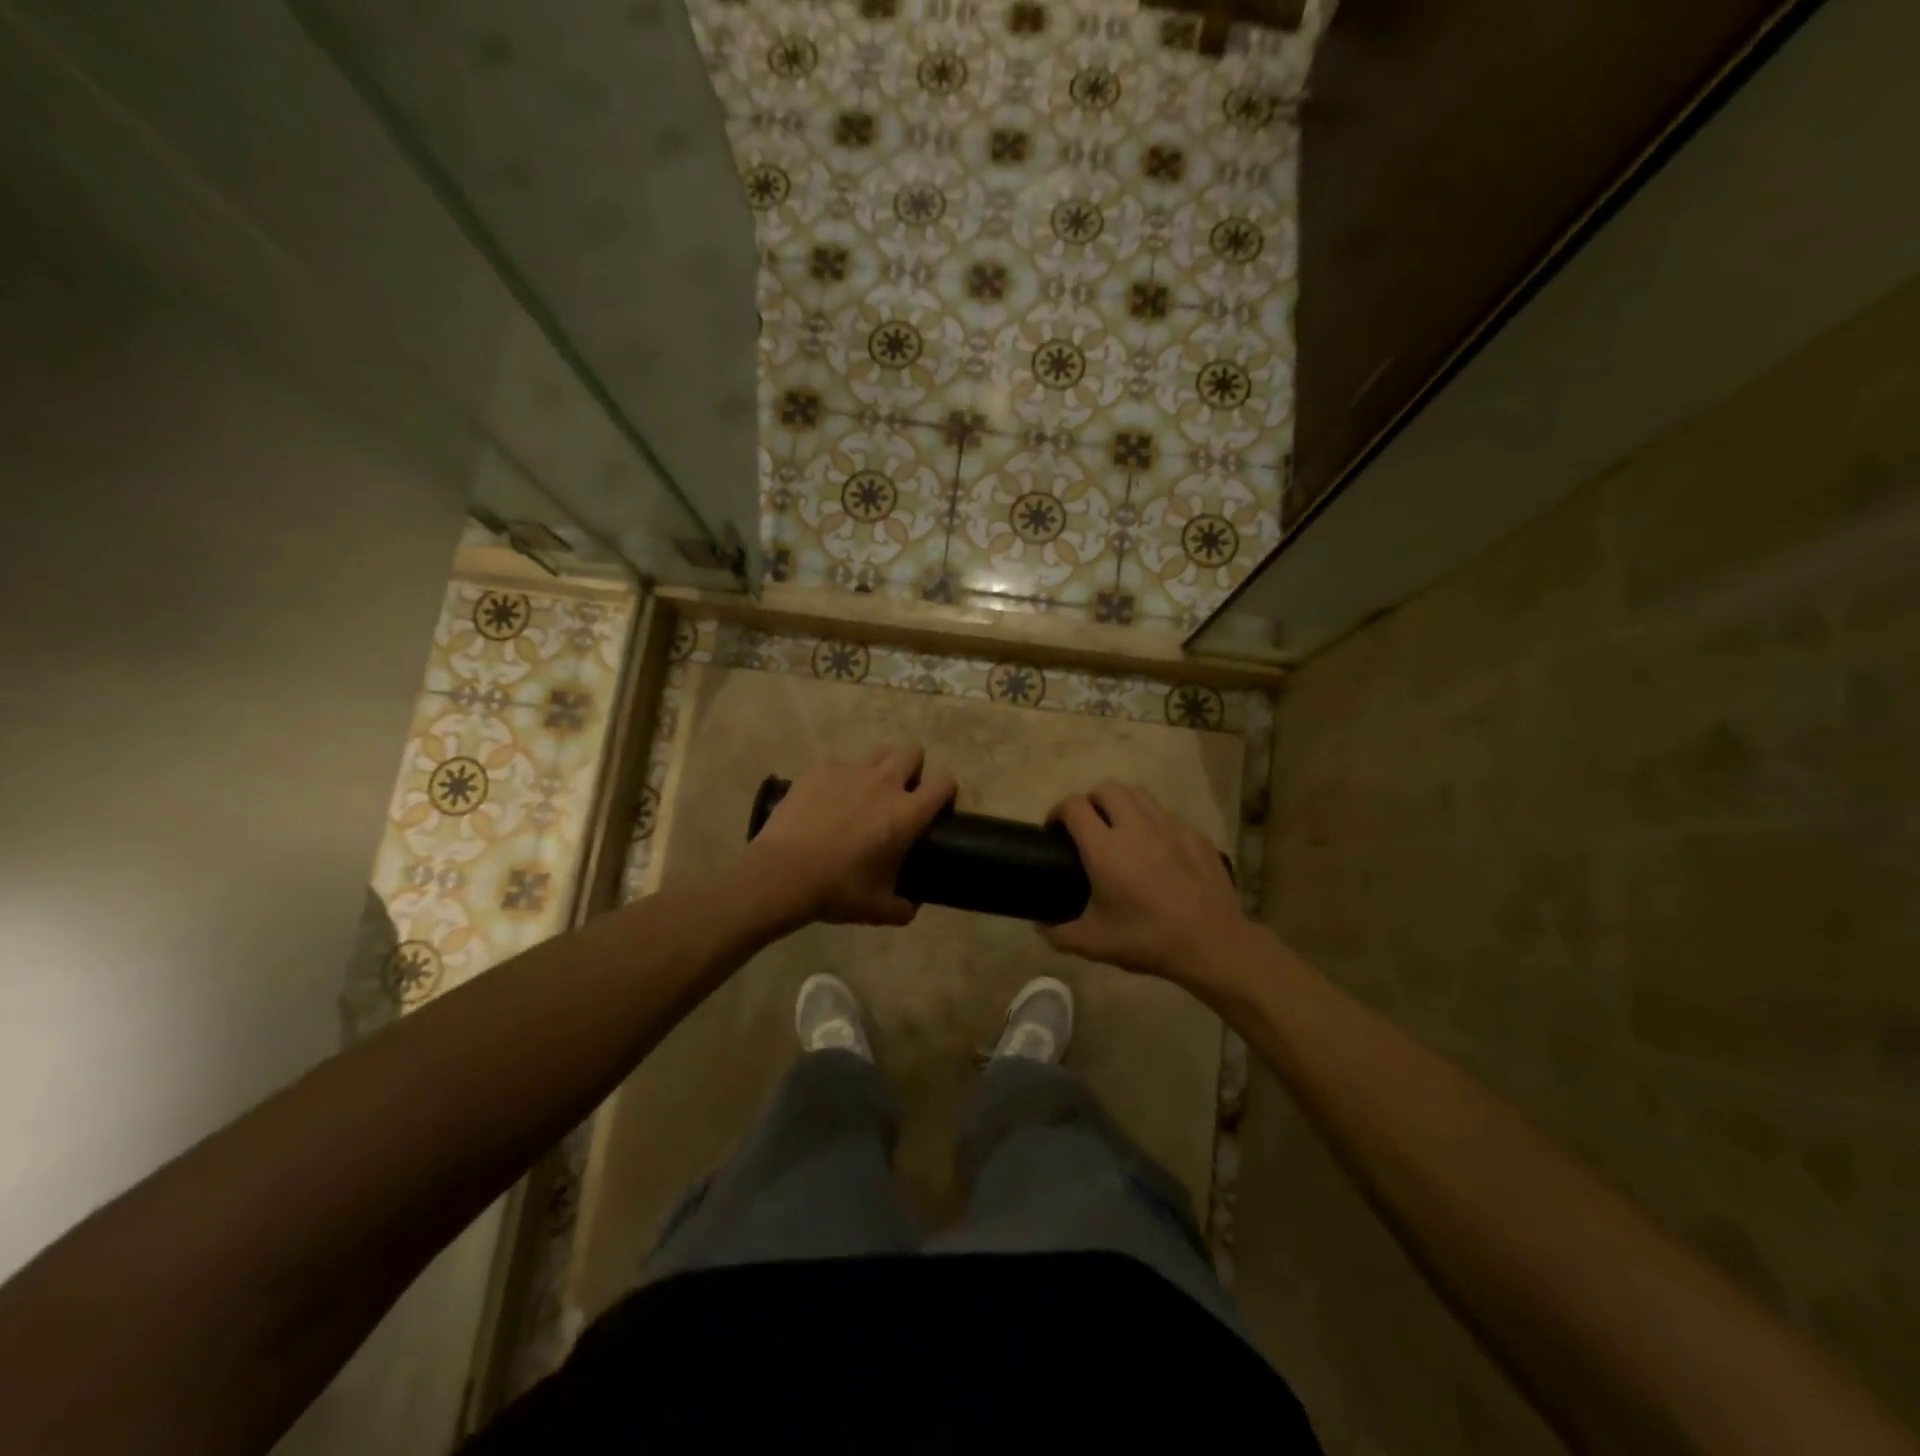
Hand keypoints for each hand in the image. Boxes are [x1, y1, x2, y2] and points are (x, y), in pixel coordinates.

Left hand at [744, 745, 956, 928]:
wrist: (783, 874)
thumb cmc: (838, 890)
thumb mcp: (878, 908)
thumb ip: (903, 907)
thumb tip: (911, 906)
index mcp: (907, 813)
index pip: (944, 784)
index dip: (945, 793)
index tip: (937, 808)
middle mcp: (884, 782)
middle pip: (912, 753)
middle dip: (913, 769)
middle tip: (900, 796)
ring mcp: (850, 770)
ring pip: (878, 752)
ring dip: (880, 767)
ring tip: (866, 792)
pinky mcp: (820, 769)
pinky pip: (841, 764)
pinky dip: (841, 778)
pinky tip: (827, 801)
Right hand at [1042, 781, 1249, 986]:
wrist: (1211, 943)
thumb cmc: (1147, 939)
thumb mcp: (1093, 944)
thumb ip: (1058, 933)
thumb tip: (1039, 925)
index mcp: (1105, 848)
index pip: (1074, 806)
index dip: (1058, 812)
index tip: (1054, 829)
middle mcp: (1136, 826)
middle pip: (1106, 788)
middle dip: (1090, 801)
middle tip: (1088, 827)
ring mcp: (1170, 826)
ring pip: (1139, 794)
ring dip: (1122, 804)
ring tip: (1120, 829)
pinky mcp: (1195, 835)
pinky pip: (1167, 815)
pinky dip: (1153, 823)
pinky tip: (1156, 850)